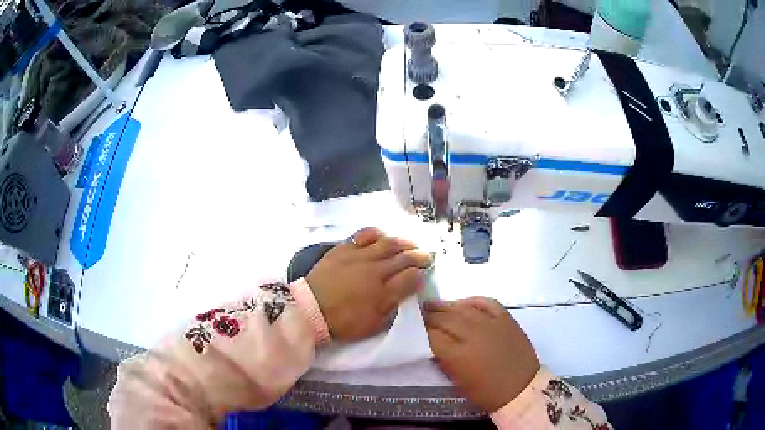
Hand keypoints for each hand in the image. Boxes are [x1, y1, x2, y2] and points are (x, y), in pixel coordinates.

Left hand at [307, 228, 431, 340]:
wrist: (310, 309)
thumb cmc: (343, 322)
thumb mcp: (372, 325)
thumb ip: (392, 308)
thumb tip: (406, 294)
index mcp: (383, 292)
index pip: (411, 278)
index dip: (421, 275)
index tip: (424, 274)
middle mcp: (375, 270)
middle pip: (403, 258)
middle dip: (418, 256)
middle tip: (426, 255)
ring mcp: (358, 256)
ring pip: (387, 243)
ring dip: (402, 242)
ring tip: (410, 243)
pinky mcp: (343, 248)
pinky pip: (363, 235)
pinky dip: (375, 234)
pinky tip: (382, 235)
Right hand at [423, 297, 539, 412]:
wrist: (521, 388)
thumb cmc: (487, 392)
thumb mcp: (459, 383)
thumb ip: (444, 362)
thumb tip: (432, 347)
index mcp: (459, 355)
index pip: (433, 336)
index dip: (421, 331)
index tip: (413, 328)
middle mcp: (473, 335)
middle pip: (446, 320)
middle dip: (430, 316)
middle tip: (419, 313)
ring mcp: (491, 324)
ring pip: (463, 309)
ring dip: (446, 306)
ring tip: (433, 304)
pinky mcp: (506, 319)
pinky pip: (487, 303)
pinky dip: (474, 301)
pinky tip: (464, 302)